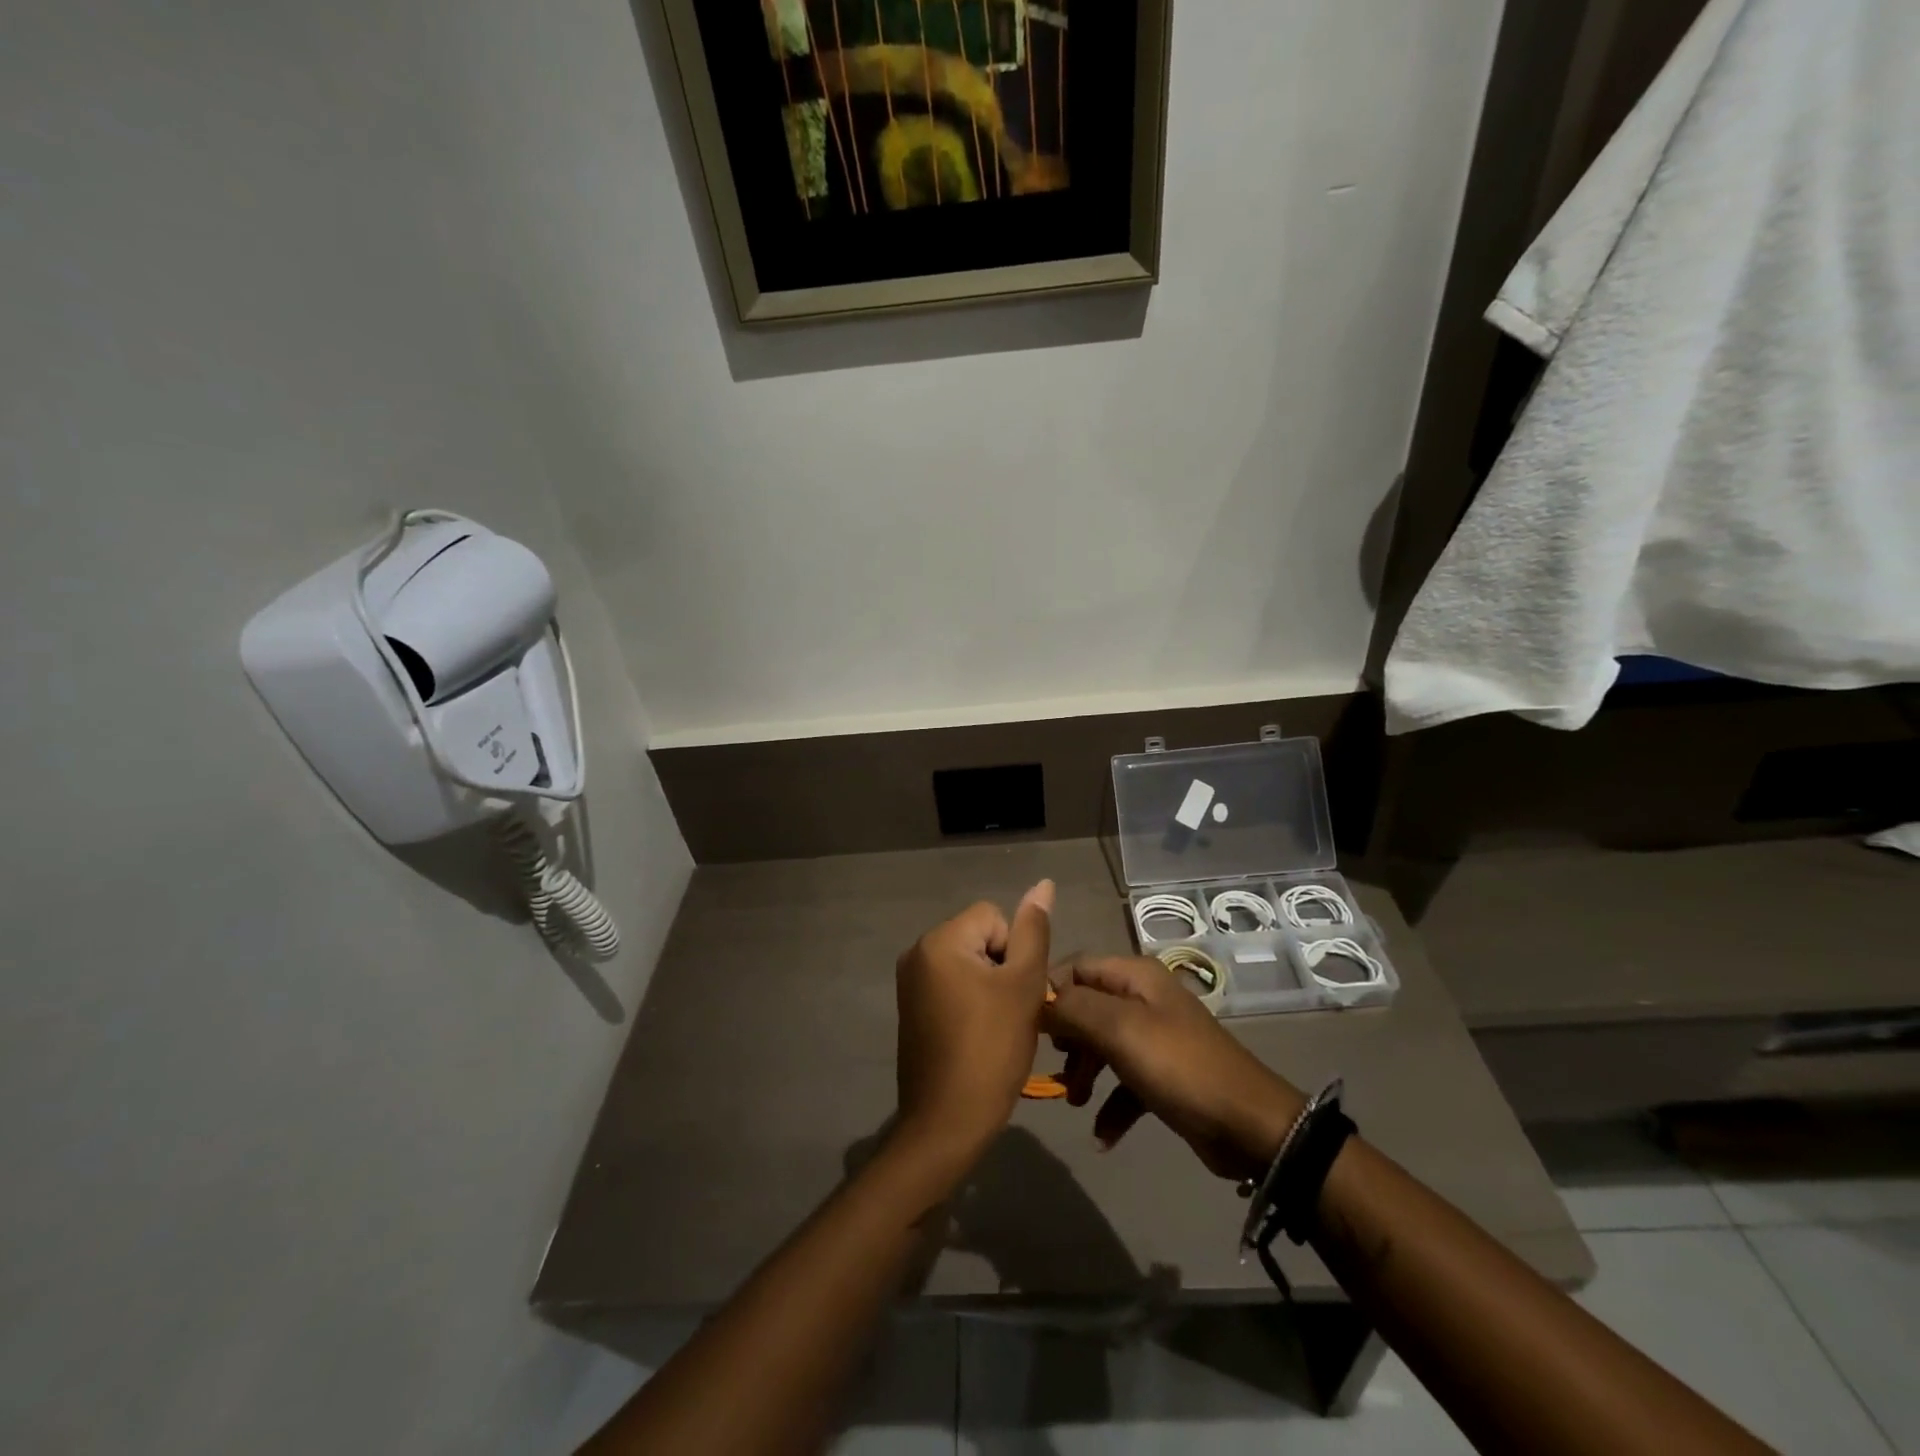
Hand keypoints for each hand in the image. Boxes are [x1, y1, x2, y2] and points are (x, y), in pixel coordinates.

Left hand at [894, 881, 1054, 1171]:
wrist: (947, 1123)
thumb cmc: (991, 1050)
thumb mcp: (1023, 986)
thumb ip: (1034, 931)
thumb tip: (1043, 884)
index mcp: (939, 941)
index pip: (994, 916)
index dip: (1015, 951)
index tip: (1014, 993)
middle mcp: (916, 952)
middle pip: (979, 937)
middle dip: (1001, 968)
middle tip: (1009, 1013)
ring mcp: (909, 982)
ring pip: (969, 962)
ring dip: (989, 986)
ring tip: (996, 1026)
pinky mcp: (910, 1007)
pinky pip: (951, 985)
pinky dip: (970, 1002)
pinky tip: (977, 1035)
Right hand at [1043, 955, 1305, 1181]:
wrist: (1248, 1126)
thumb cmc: (1178, 1066)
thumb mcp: (1120, 1029)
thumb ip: (1073, 1008)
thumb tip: (1037, 1000)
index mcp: (1135, 976)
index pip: (1076, 967)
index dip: (1049, 991)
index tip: (1027, 1026)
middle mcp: (1143, 999)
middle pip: (1086, 1007)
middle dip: (1066, 1037)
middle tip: (1053, 1066)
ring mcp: (1154, 1038)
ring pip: (1101, 1045)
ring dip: (1084, 1073)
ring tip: (1076, 1102)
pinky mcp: (1163, 1076)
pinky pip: (1123, 1083)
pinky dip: (1110, 1105)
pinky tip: (1102, 1136)